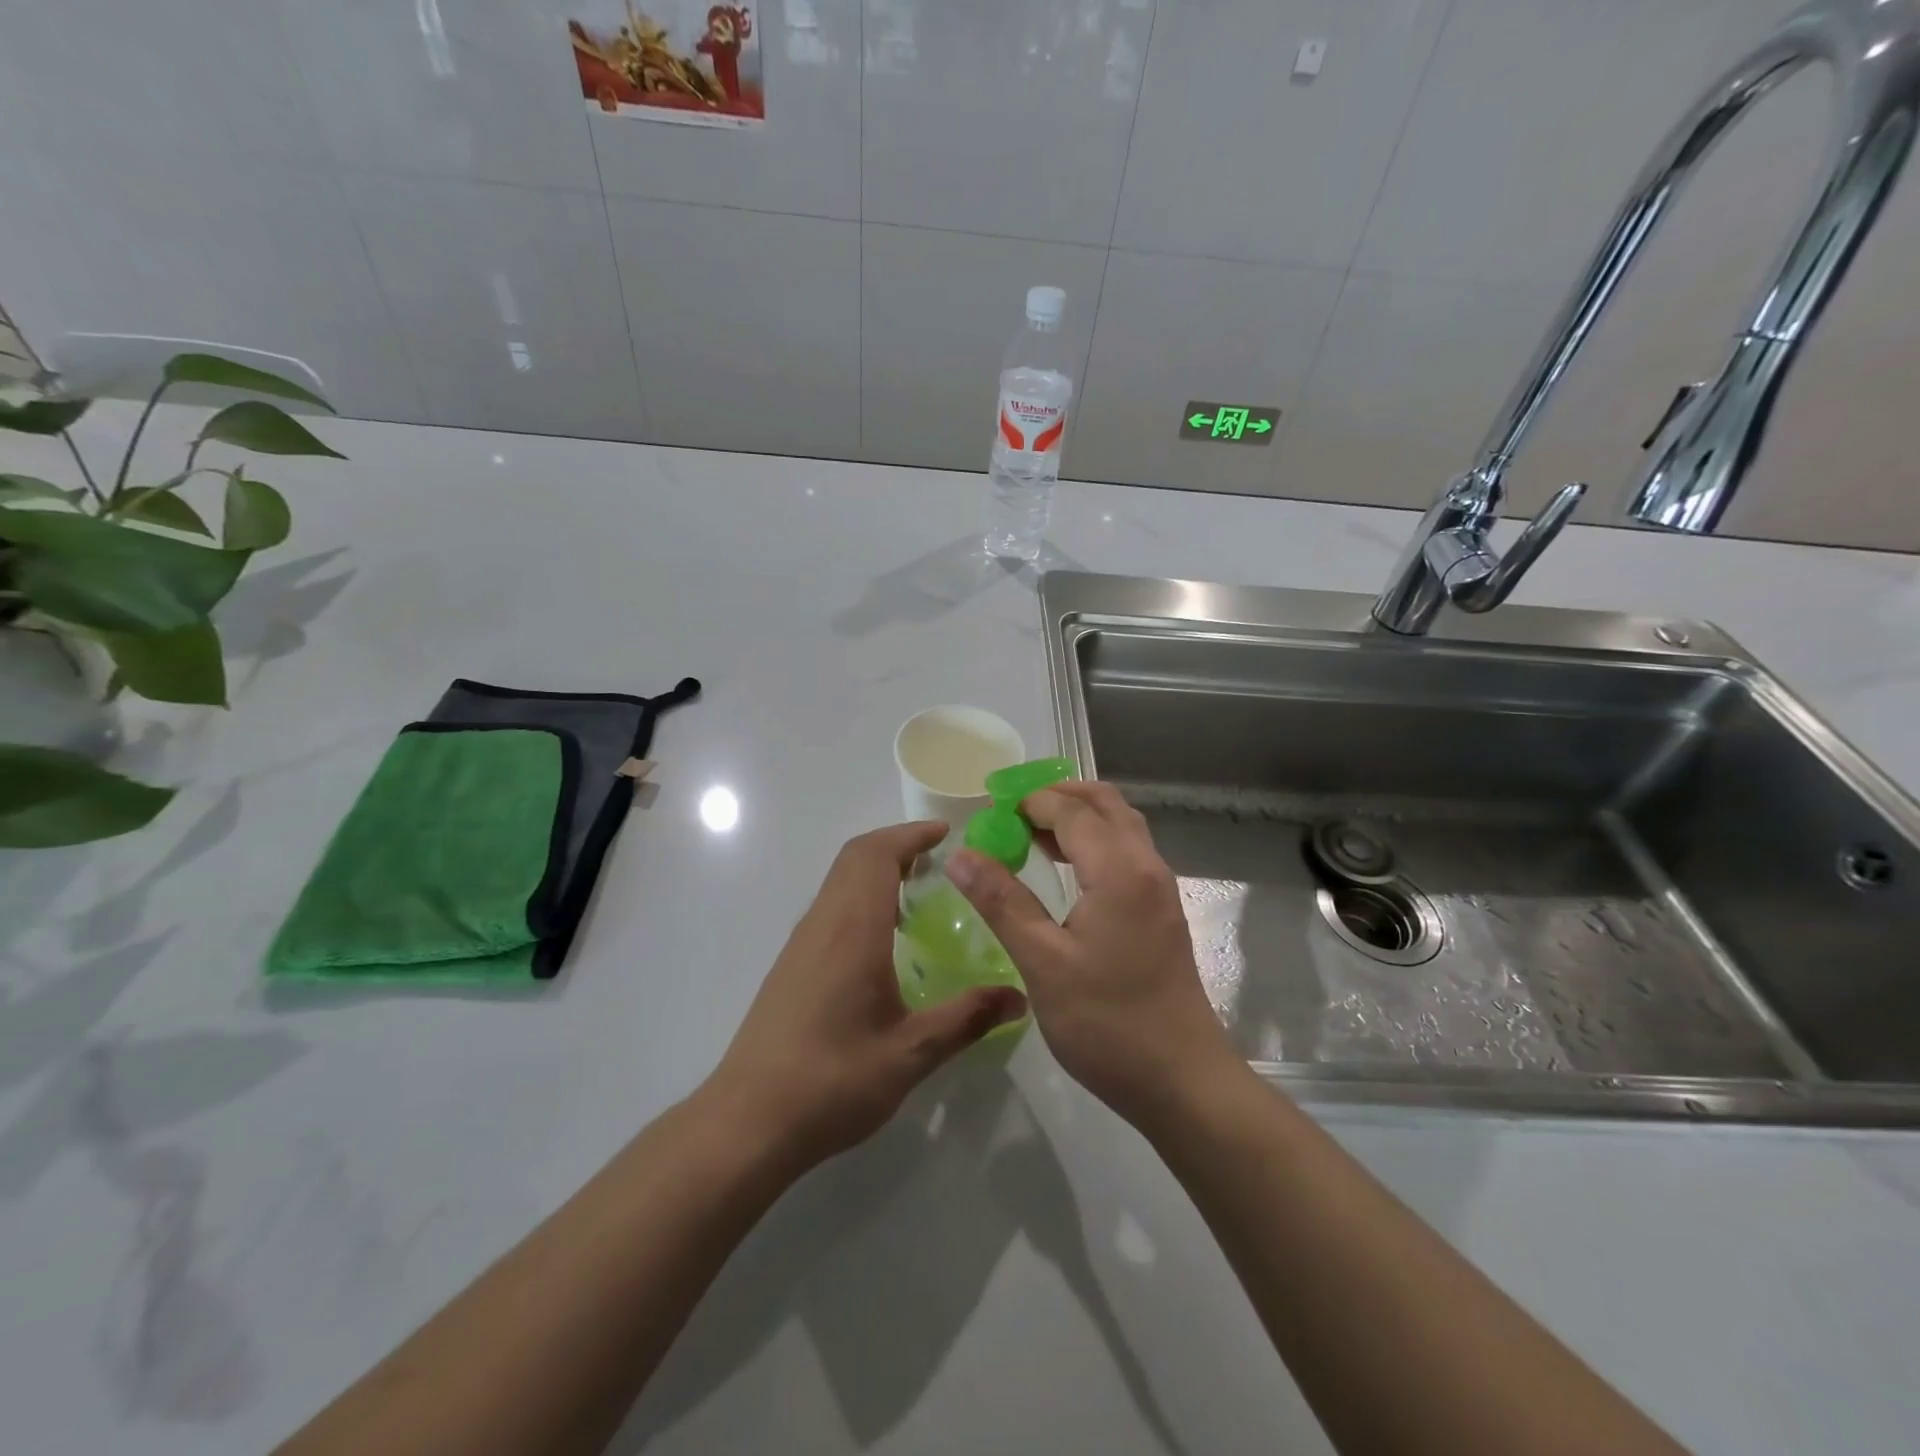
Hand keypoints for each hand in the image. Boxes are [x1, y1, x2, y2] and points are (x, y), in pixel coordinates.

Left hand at [702, 821, 1027, 1174]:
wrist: (748, 1121)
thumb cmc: (832, 1081)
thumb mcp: (911, 1053)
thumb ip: (967, 1018)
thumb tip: (1018, 997)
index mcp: (853, 929)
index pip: (877, 855)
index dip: (911, 834)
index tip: (947, 834)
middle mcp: (823, 923)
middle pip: (855, 857)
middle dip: (896, 844)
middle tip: (939, 858)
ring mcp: (802, 943)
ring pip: (839, 880)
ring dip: (876, 869)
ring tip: (919, 890)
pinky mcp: (792, 964)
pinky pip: (830, 906)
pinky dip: (861, 895)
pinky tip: (884, 937)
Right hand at [946, 782, 1234, 1127]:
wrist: (1181, 1081)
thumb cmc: (1107, 1022)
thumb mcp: (1042, 962)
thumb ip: (1002, 901)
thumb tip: (961, 855)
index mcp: (1119, 870)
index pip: (1070, 810)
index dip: (1027, 802)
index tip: (988, 812)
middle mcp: (1146, 865)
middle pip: (1104, 803)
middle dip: (1057, 796)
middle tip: (1011, 812)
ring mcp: (1160, 888)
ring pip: (1120, 825)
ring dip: (1077, 817)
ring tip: (1029, 834)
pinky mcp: (1161, 911)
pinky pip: (1127, 851)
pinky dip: (1093, 841)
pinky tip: (1064, 869)